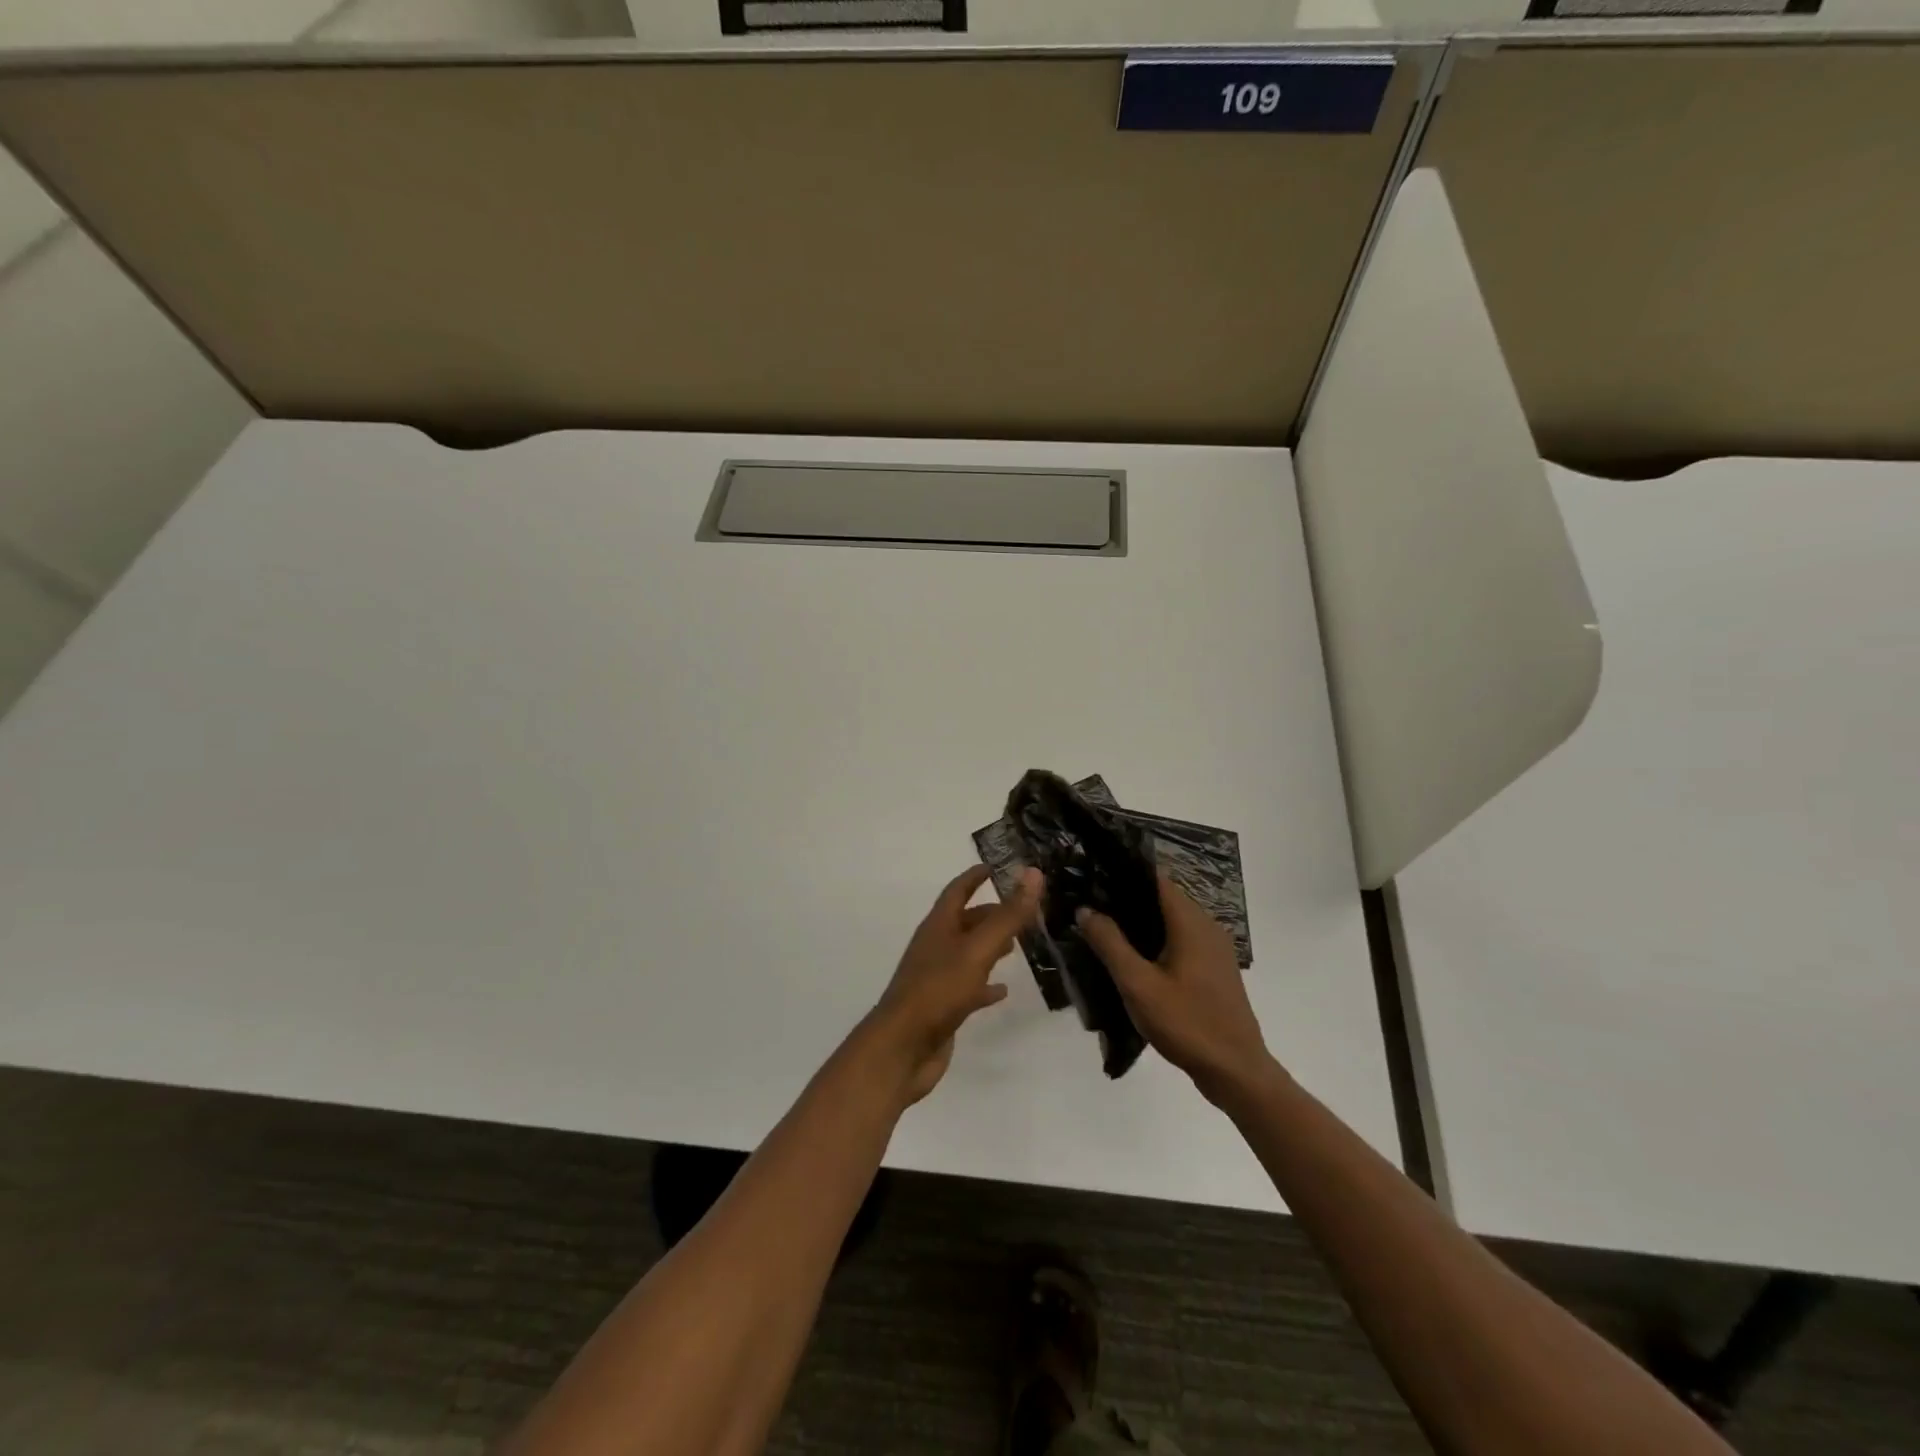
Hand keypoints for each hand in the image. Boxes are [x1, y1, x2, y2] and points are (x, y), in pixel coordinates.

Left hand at [864, 864, 1042, 1104]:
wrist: (902, 1048)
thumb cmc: (938, 990)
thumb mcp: (978, 949)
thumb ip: (1007, 916)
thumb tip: (1033, 873)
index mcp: (938, 926)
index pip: (957, 891)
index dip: (974, 877)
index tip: (995, 866)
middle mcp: (935, 947)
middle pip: (964, 922)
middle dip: (990, 914)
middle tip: (1021, 911)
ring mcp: (936, 978)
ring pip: (966, 953)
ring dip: (989, 946)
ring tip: (1016, 947)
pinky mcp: (942, 1006)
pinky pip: (967, 987)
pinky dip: (985, 985)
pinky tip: (1002, 990)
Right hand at [1077, 874, 1277, 1105]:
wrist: (1236, 1071)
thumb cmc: (1186, 1023)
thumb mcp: (1138, 984)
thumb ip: (1110, 943)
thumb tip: (1085, 909)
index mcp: (1191, 922)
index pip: (1156, 879)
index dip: (1125, 874)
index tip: (1094, 878)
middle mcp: (1207, 927)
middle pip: (1163, 900)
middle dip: (1128, 901)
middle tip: (1090, 907)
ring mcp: (1215, 950)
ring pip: (1173, 923)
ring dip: (1142, 924)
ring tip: (1104, 931)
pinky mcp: (1216, 971)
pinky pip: (1182, 943)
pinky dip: (1158, 943)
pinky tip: (1134, 961)